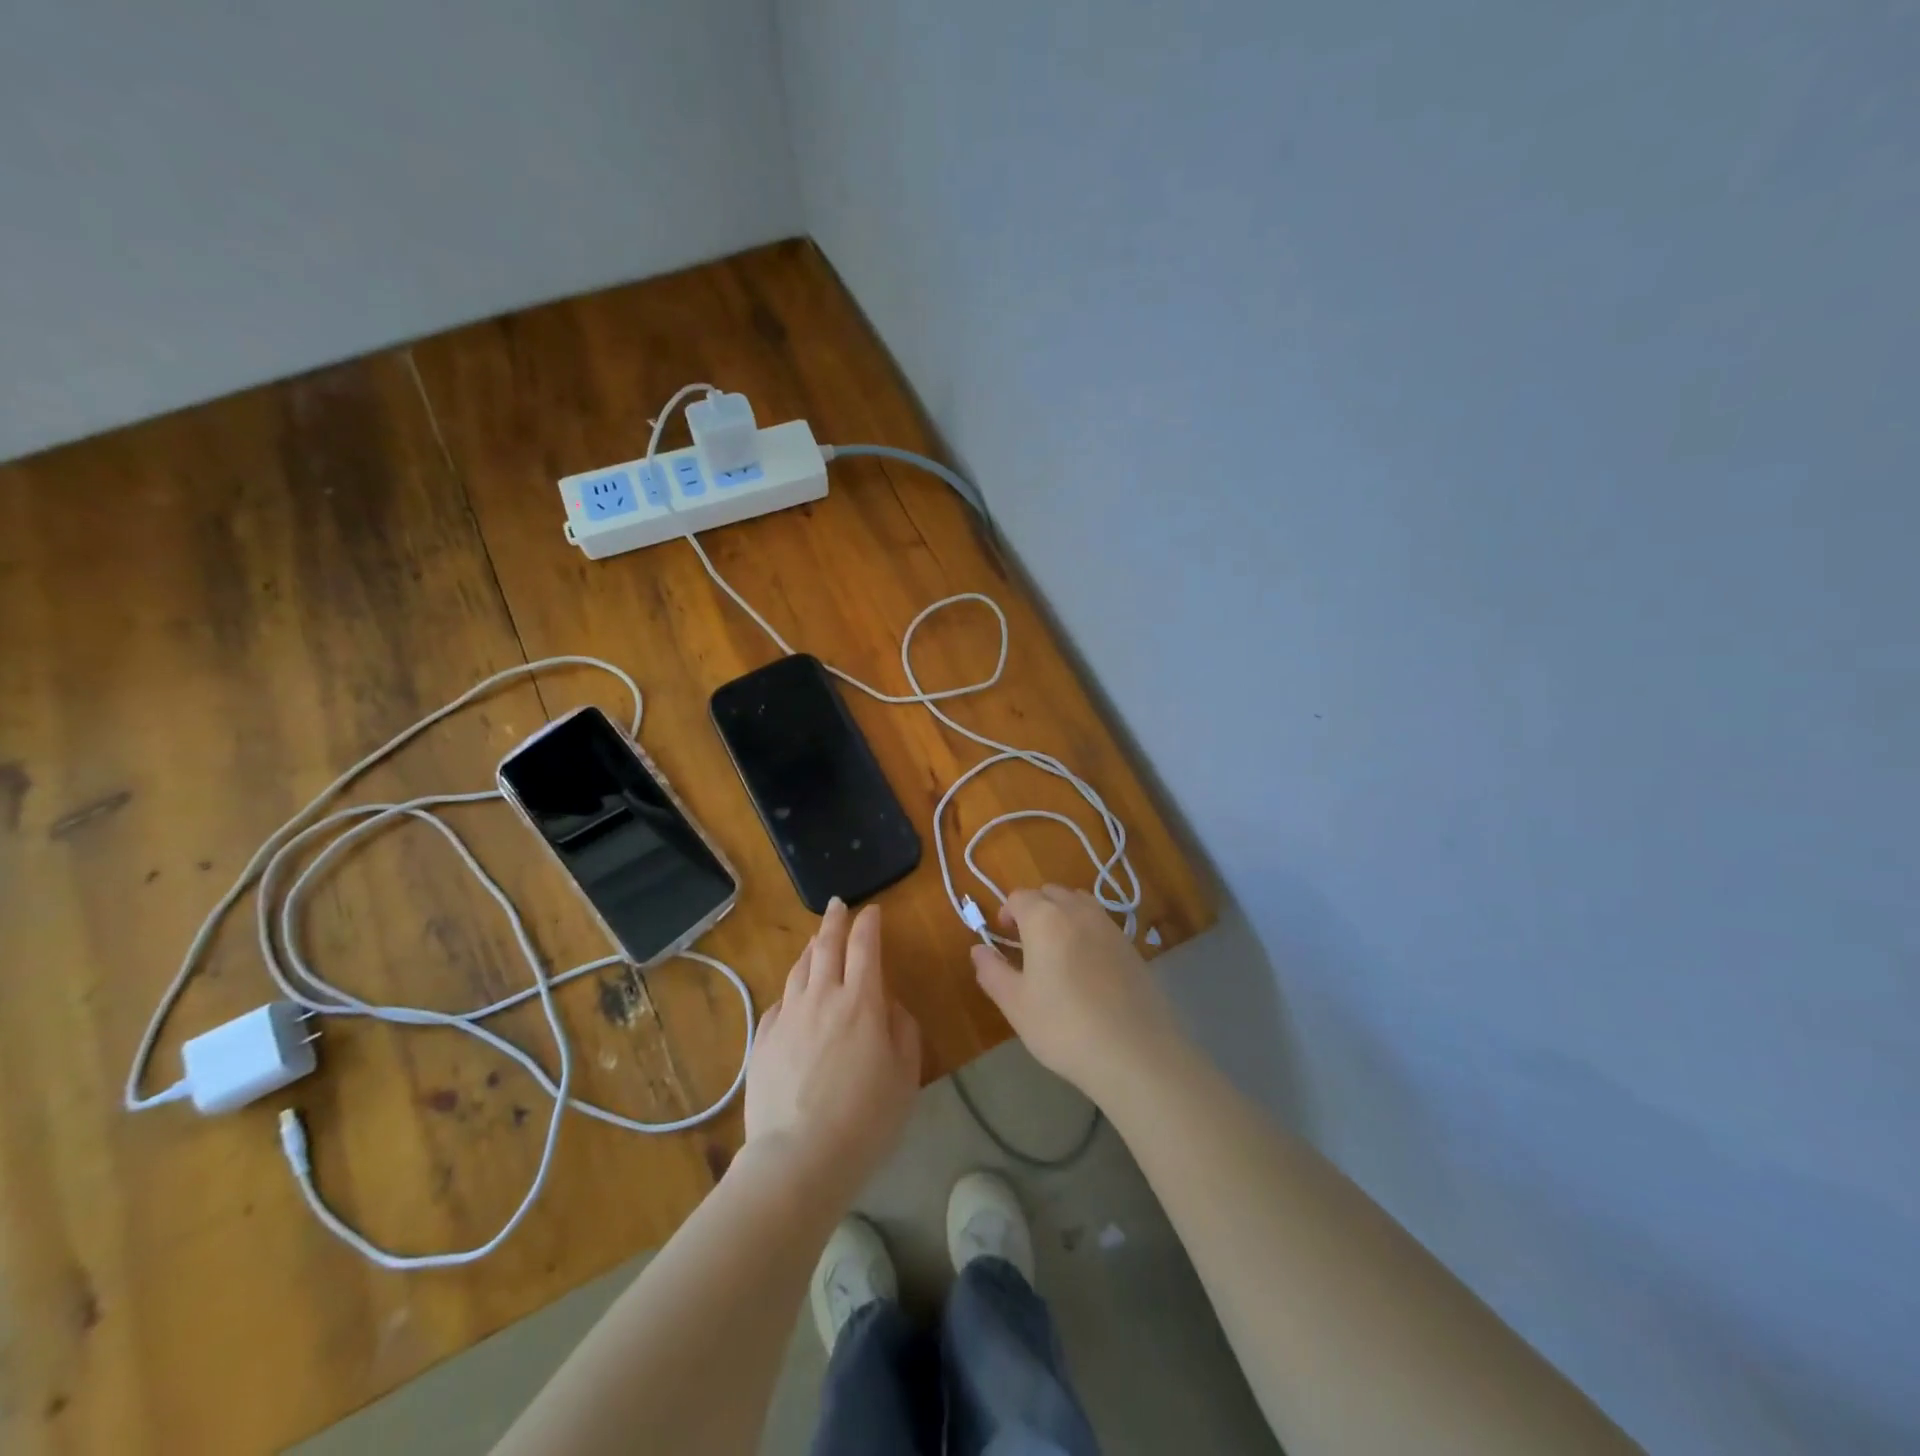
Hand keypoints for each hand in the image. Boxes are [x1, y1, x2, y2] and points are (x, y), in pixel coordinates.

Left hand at [745, 898, 920, 1200]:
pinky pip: (780, 1003)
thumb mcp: (905, 1076)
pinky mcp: (764, 1041)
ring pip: (799, 969)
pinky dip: (791, 989)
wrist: (798, 1159)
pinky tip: (794, 995)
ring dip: (811, 948)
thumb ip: (903, 1031)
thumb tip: (889, 1005)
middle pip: (826, 946)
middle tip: (838, 905)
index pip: (865, 947)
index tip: (872, 910)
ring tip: (816, 940)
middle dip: (835, 921)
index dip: (869, 924)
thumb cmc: (865, 1119)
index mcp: (861, 1002)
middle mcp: (822, 998)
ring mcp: (788, 1017)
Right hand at [971, 886, 1186, 1103]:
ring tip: (1056, 951)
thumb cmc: (1065, 1028)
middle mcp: (1079, 911)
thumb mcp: (1016, 1005)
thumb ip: (992, 971)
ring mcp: (1110, 926)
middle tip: (1026, 943)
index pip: (1020, 897)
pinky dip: (1086, 931)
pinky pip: (1101, 924)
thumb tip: (978, 949)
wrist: (1136, 1053)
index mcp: (1045, 919)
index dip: (1007, 911)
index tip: (1003, 936)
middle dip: (1034, 908)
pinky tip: (1086, 968)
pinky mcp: (1132, 946)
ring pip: (1079, 903)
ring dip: (1062, 914)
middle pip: (1051, 893)